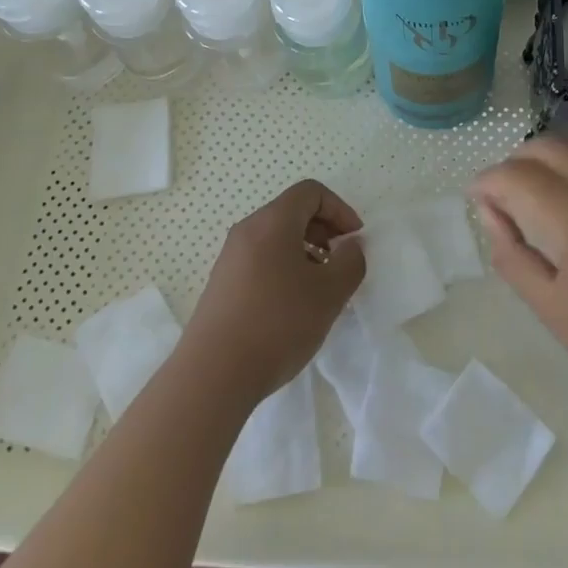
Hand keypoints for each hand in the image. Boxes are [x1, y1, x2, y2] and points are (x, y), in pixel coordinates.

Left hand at [182, 179, 365, 406]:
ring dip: (305, 252)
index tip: (354, 240)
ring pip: (276, 238)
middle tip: (340, 263)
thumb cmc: (277, 324)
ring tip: (319, 289)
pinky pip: (261, 260)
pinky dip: (284, 268)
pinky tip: (292, 307)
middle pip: (292, 212)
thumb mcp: (329, 293)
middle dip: (323, 231)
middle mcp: (247, 230)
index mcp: (273, 221)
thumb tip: (350, 246)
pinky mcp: (222, 284)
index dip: (339, 209)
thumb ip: (350, 262)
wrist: (212, 376)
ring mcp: (230, 258)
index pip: (311, 192)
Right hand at [471, 137, 567, 442]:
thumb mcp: (555, 313)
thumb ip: (514, 255)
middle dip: (515, 164)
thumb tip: (490, 213)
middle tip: (501, 199)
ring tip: (534, 207)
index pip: (519, 176)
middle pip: (549, 148)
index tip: (475, 198)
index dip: (489, 181)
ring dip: (547, 168)